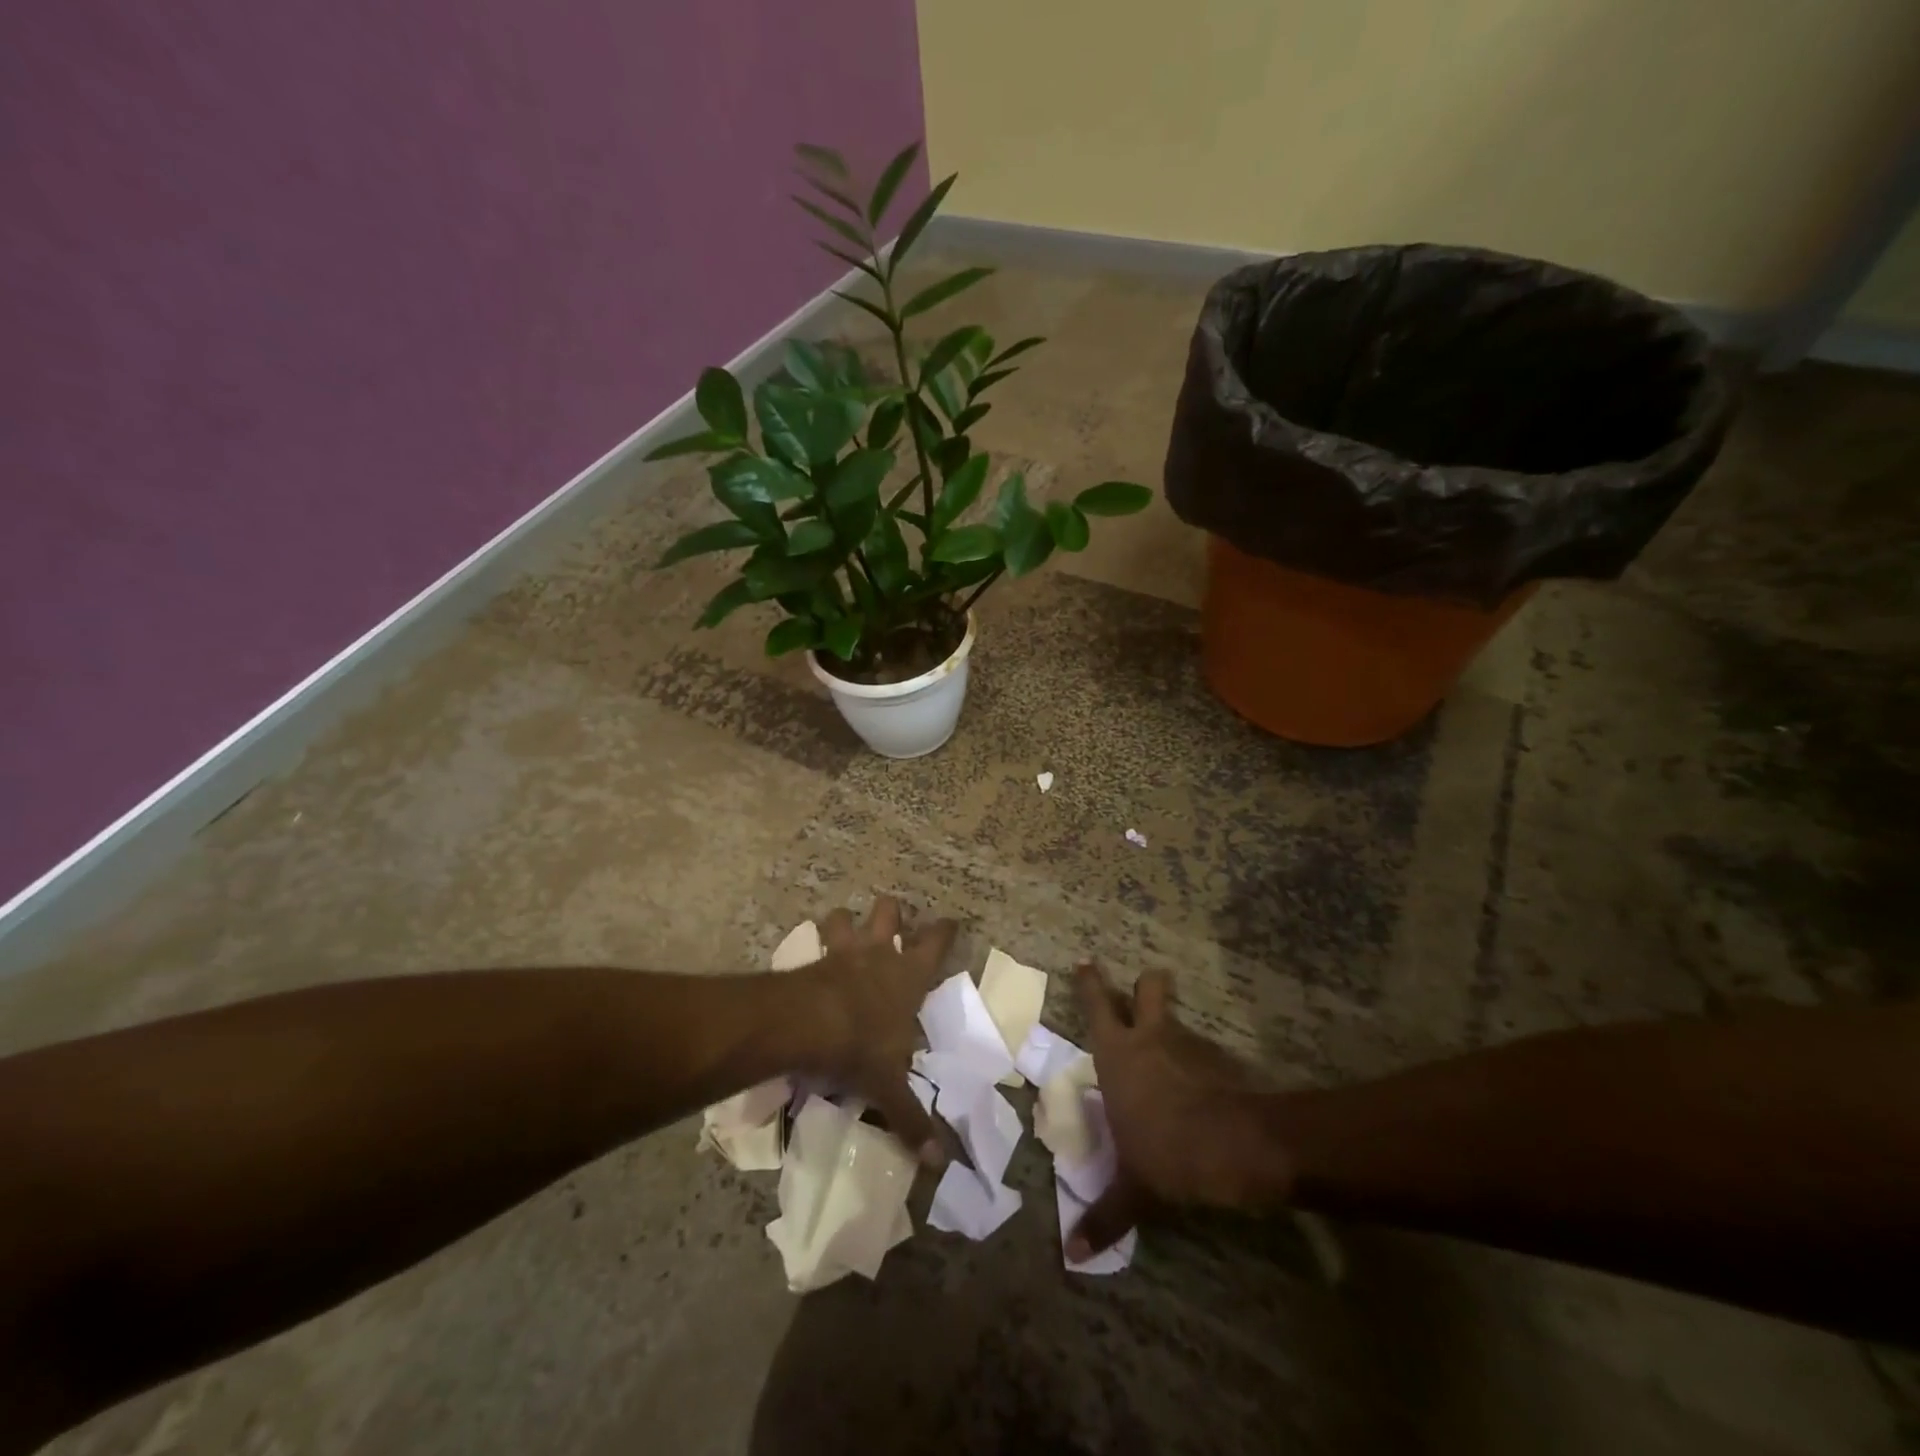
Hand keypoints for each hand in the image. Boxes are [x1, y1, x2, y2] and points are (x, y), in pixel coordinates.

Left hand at [789, 896, 957, 1167]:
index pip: (936, 941)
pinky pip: (814, 943)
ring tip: (843, 927)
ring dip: (844, 921)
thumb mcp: (889, 1087)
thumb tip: (937, 1161)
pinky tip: (809, 959)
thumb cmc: (860, 1047)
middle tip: (890, 921)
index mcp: (909, 976)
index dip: (944, 929)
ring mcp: (843, 952)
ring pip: (845, 917)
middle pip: (889, 911)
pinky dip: (814, 946)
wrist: (805, 1025)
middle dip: (891, 912)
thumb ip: (912, 1120)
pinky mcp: (812, 960)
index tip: (949, 922)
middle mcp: (879, 955)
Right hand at [1067, 962, 1290, 1259]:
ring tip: (1173, 1053)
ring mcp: (1189, 1043)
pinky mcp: (1222, 1059)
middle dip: (1146, 985)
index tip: (1086, 961)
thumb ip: (1105, 1216)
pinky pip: (1204, 1051)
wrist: (1239, 1146)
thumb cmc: (1169, 1152)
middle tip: (1142, 991)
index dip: (1090, 981)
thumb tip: (1072, 1255)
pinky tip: (1204, 1089)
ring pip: (1177, 1018)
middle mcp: (1150, 1037)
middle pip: (1148, 988)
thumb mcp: (1134, 1189)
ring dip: (1172, 1027)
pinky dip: (1201, 1062)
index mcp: (1118, 1054)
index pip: (1098, 1004)